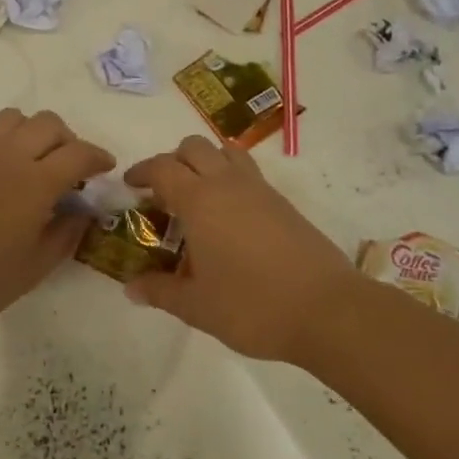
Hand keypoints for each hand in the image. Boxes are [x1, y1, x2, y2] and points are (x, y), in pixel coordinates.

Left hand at [0, 109, 114, 328]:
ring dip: (34, 132)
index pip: (78, 152)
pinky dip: (5, 142)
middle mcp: (9, 156)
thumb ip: (64, 236)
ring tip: (34, 160)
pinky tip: (0, 172)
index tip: (105, 167)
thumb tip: (82, 213)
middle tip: (70, 167)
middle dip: (68, 139)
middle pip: (49, 123)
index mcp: (36, 182)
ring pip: (15, 118)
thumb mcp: (33, 269)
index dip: (98, 156)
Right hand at [124, 136, 361, 361]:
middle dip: (172, 161)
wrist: (328, 311)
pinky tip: (230, 217)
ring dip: (205, 162)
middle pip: (193, 147)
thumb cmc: (252, 306)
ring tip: (198, 196)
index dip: (141, 172)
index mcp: (199, 201)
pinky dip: (230, 179)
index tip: (130, 186)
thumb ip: (160, 291)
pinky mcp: (284, 203)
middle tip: (163, 193)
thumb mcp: (197, 306)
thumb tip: (131, 288)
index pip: (162, 167)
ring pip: (226, 151)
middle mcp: (228, 184)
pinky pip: (249, 172)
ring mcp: (260, 190)